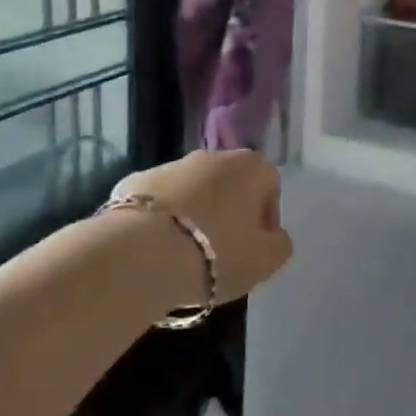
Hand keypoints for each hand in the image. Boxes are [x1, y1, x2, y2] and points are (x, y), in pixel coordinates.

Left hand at [114, 149, 291, 302]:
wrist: (142, 252)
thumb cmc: (217, 253)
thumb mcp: (266, 260)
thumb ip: (279, 243)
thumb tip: (273, 236)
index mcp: (250, 167)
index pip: (269, 185)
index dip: (265, 217)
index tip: (255, 246)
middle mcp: (212, 155)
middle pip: (229, 183)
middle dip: (228, 211)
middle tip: (222, 250)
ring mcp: (171, 164)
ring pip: (191, 189)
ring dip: (194, 213)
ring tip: (185, 253)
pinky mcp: (135, 180)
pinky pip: (158, 201)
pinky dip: (160, 219)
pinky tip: (155, 248)